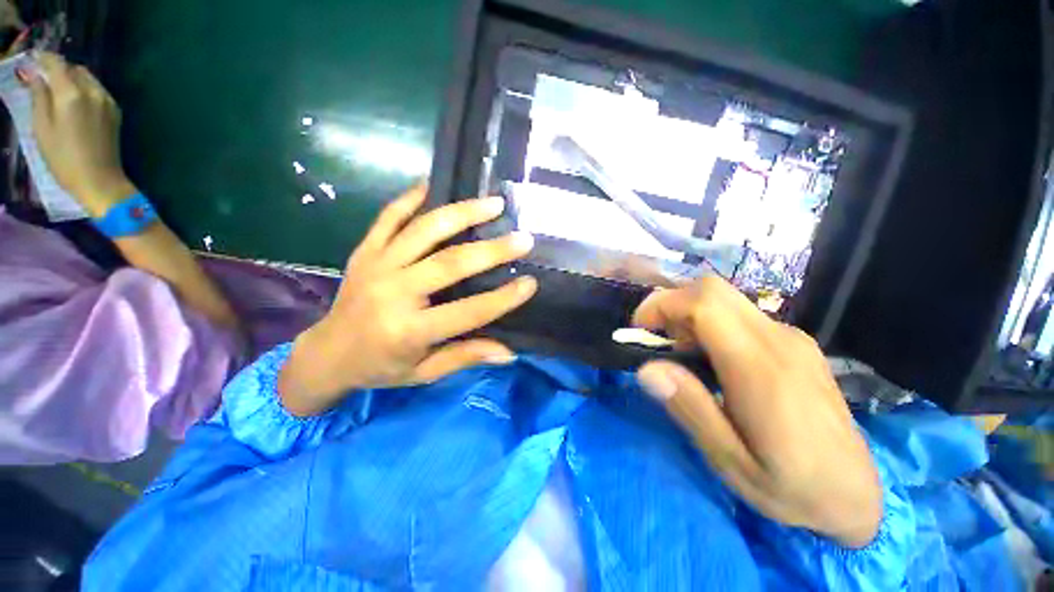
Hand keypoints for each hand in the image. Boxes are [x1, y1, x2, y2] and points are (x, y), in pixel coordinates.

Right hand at [19, 52, 135, 216]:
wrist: (100, 181)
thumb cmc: (63, 158)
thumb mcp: (42, 128)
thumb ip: (39, 97)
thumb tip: (36, 76)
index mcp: (72, 94)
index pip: (58, 64)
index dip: (45, 58)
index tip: (34, 59)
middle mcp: (93, 92)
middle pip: (75, 69)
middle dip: (60, 69)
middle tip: (46, 78)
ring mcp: (107, 101)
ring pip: (88, 78)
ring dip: (74, 79)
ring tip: (60, 91)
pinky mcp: (116, 112)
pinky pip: (99, 90)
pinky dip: (86, 89)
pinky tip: (77, 102)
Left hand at [278, 184, 537, 416]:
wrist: (326, 353)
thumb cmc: (380, 367)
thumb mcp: (424, 372)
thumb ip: (465, 357)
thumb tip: (509, 353)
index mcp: (409, 330)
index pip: (468, 312)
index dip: (503, 298)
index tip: (530, 283)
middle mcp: (393, 292)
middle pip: (450, 263)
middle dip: (491, 250)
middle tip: (522, 238)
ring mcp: (376, 265)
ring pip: (424, 231)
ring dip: (462, 213)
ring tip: (493, 203)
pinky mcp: (365, 251)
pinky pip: (388, 217)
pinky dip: (411, 198)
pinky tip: (433, 183)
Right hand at [633, 277, 881, 547]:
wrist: (857, 496)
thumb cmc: (791, 487)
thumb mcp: (731, 461)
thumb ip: (689, 408)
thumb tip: (647, 368)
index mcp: (761, 368)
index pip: (705, 304)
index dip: (663, 305)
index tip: (640, 329)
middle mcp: (779, 340)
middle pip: (713, 290)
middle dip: (672, 303)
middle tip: (657, 339)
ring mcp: (792, 339)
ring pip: (726, 299)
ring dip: (689, 314)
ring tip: (680, 353)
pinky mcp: (796, 344)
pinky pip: (741, 315)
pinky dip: (710, 323)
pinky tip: (710, 359)